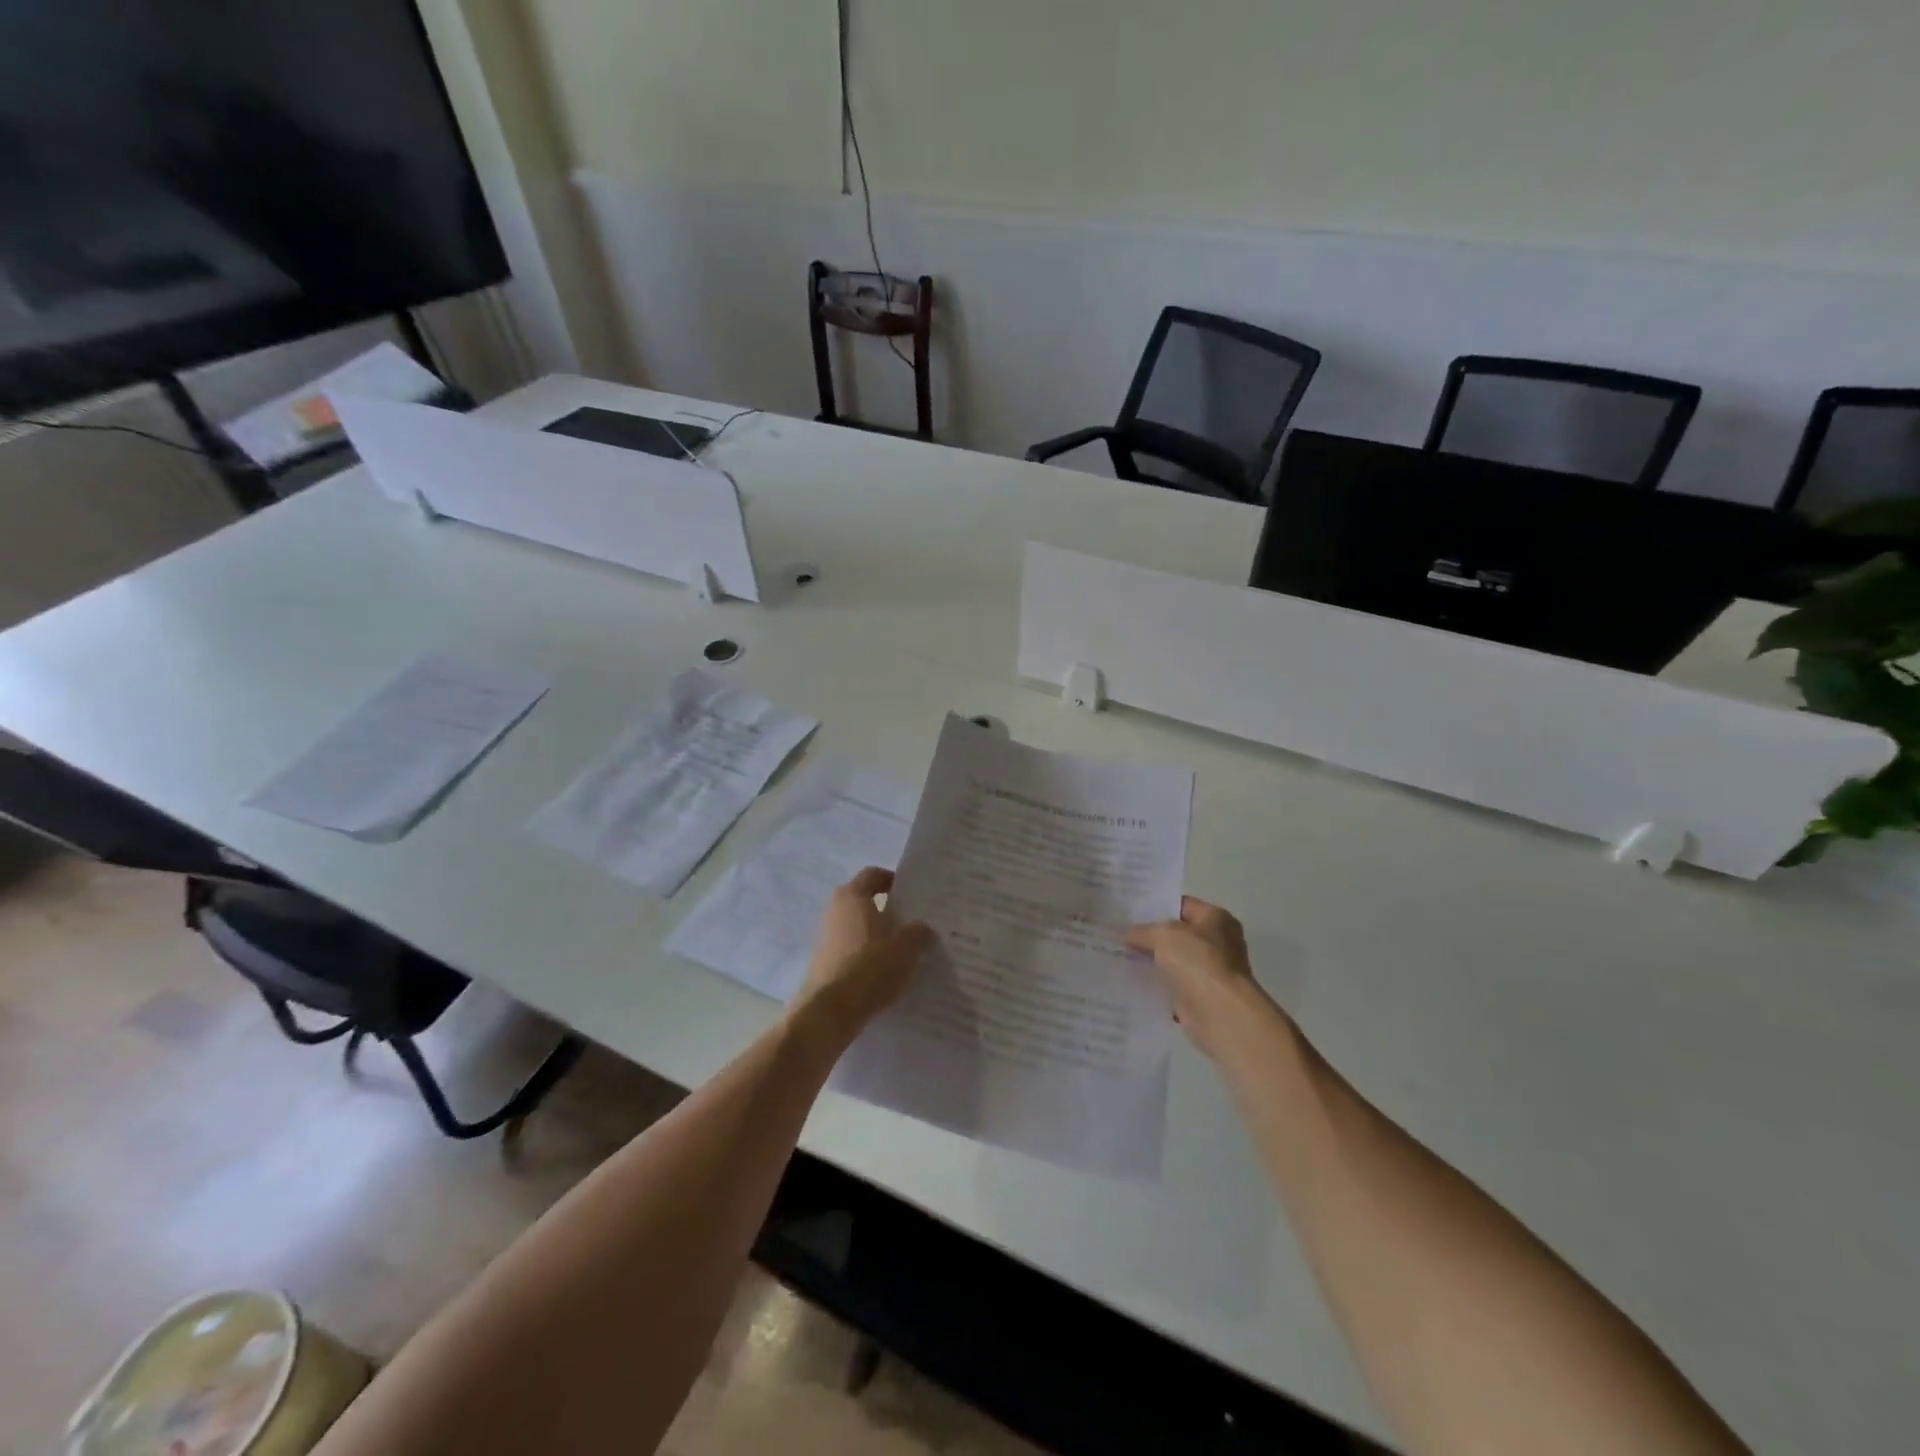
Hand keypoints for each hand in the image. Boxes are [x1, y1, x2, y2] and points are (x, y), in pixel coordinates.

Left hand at [794, 868, 934, 1038]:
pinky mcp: (824, 963)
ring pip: (856, 927)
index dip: (891, 879)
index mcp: (853, 897)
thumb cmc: (870, 967)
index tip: (911, 893)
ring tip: (901, 950)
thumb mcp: (906, 948)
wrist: (830, 1011)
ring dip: (876, 934)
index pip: (872, 875)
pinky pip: (850, 950)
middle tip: (911, 922)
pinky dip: (865, 955)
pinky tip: (884, 972)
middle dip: (886, 909)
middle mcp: (835, 911)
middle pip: (863, 901)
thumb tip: (922, 928)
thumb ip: (918, 933)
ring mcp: (826, 938)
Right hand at [1127, 896, 1274, 1059]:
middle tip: (1120, 934)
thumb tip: (1128, 935)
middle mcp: (1218, 943)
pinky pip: (1173, 985)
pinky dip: (1157, 985)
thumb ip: (1143, 931)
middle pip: (1178, 934)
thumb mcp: (1164, 935)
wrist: (1220, 1013)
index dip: (1155, 906)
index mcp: (1216, 918)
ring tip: (1120, 956)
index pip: (1181, 905)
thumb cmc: (1198, 962)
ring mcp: (1211, 971)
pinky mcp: (1201, 997)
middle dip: (1150, 936)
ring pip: (1174, 961)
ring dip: (1152, 962)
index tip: (1128, 911)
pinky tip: (1132, 982)